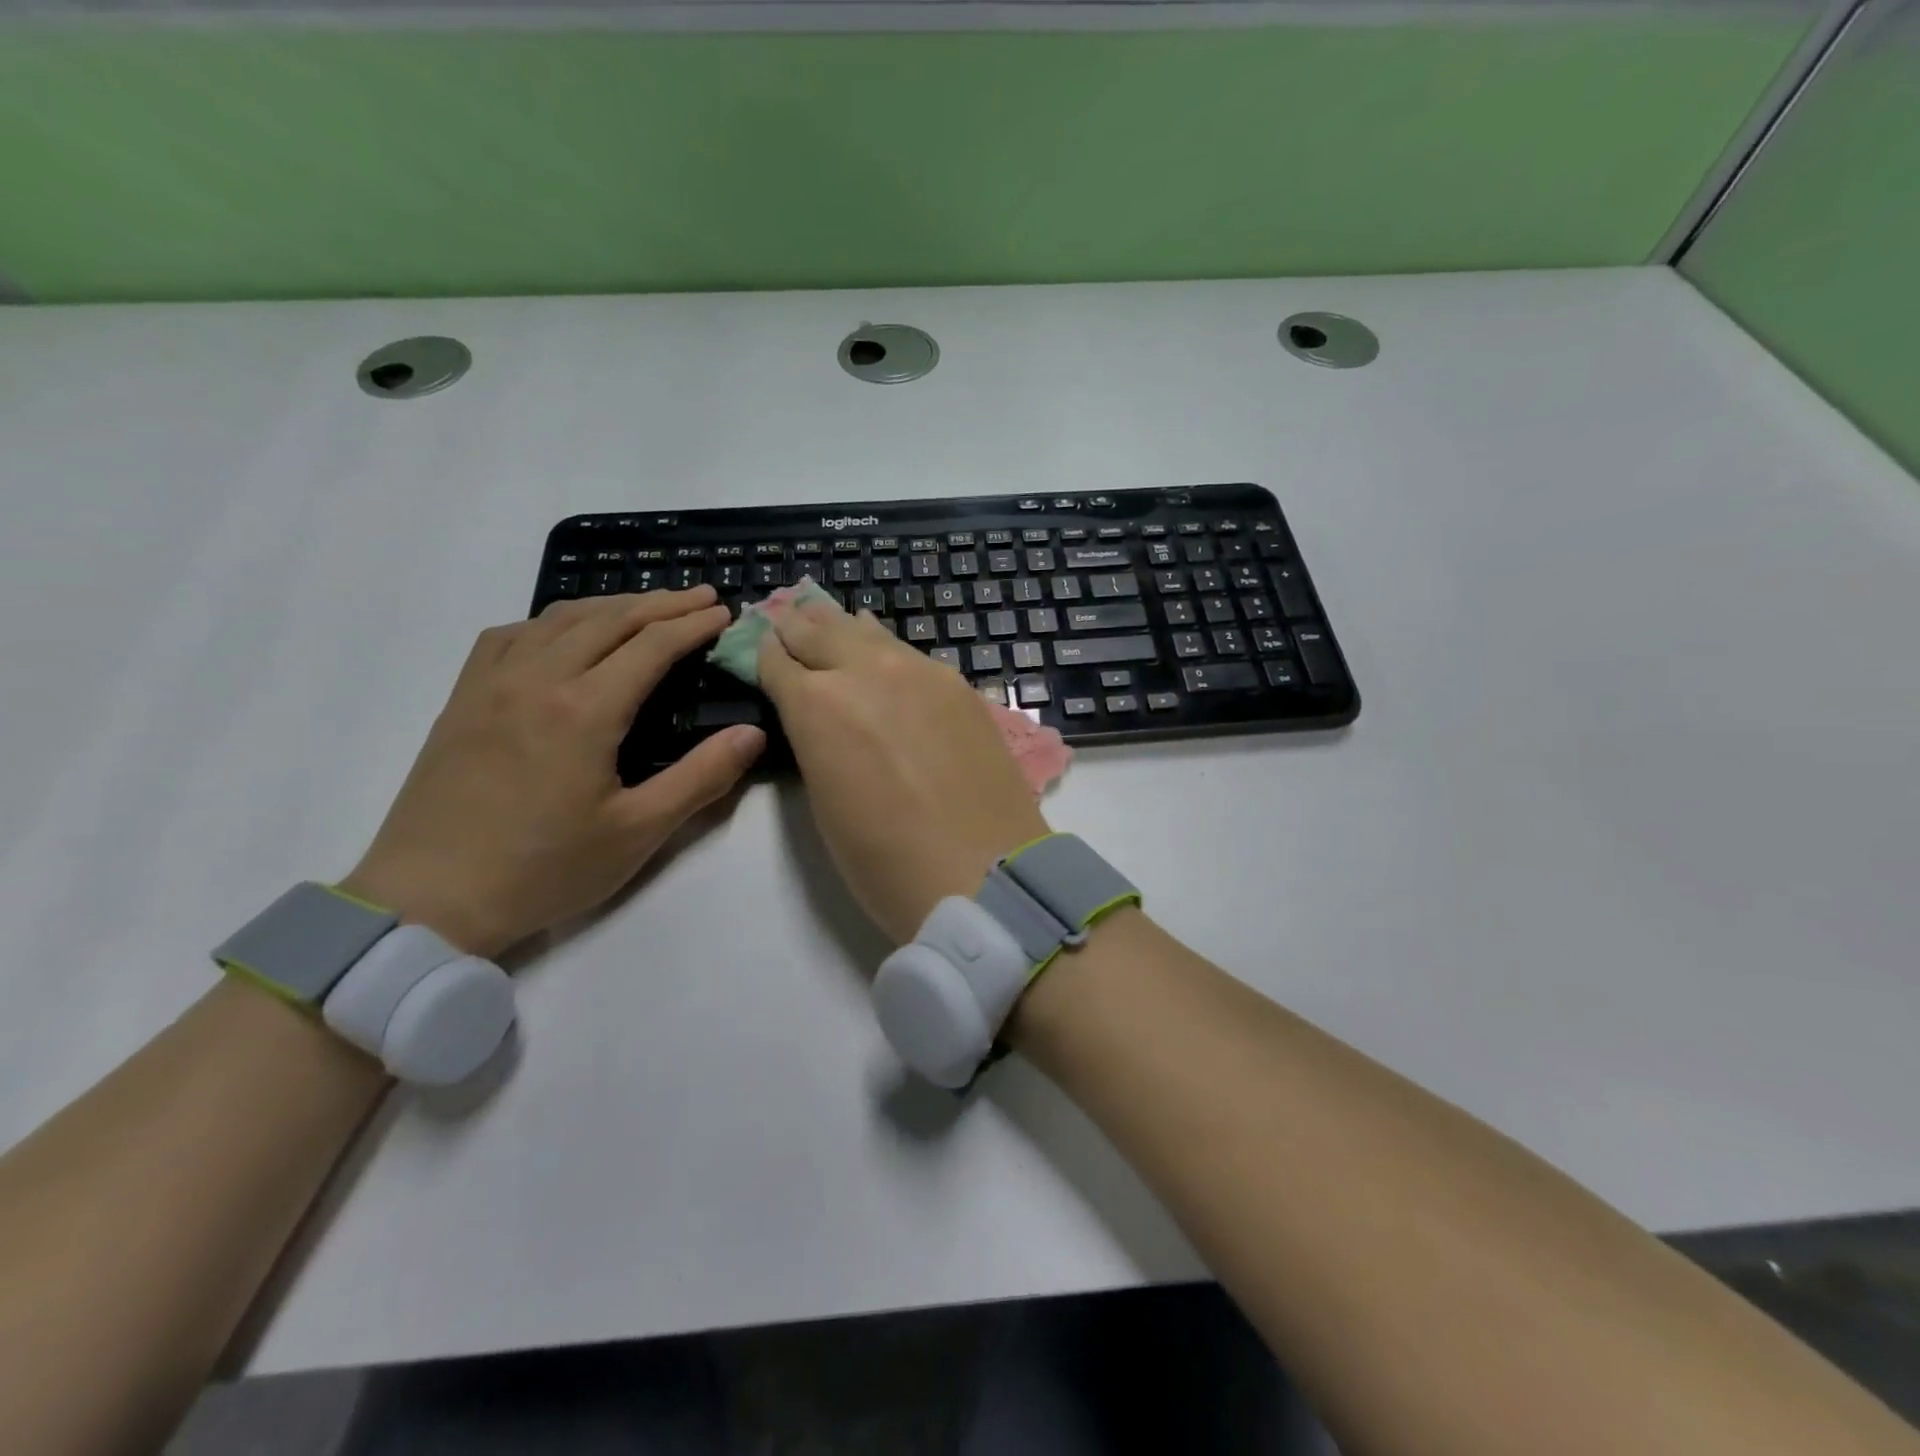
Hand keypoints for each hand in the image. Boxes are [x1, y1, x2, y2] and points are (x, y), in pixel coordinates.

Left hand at [341, 588, 763, 956]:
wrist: (429, 900)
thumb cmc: (544, 869)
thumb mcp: (638, 831)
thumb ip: (701, 777)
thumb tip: (752, 734)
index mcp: (585, 710)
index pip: (652, 645)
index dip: (693, 624)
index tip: (724, 612)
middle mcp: (537, 679)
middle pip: (609, 619)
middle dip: (661, 603)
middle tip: (701, 596)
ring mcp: (492, 684)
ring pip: (558, 618)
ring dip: (610, 605)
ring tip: (646, 608)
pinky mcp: (463, 699)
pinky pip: (511, 636)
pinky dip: (552, 622)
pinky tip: (564, 635)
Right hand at [757, 602, 1048, 943]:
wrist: (983, 871)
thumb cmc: (885, 859)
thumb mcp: (824, 801)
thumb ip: (814, 742)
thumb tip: (818, 714)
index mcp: (815, 704)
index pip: (777, 660)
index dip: (764, 654)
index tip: (762, 650)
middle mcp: (864, 670)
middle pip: (819, 631)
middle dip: (797, 628)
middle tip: (787, 622)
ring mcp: (918, 670)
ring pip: (867, 632)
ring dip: (842, 629)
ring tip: (830, 624)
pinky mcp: (958, 683)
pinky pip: (909, 652)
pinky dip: (886, 647)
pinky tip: (884, 649)